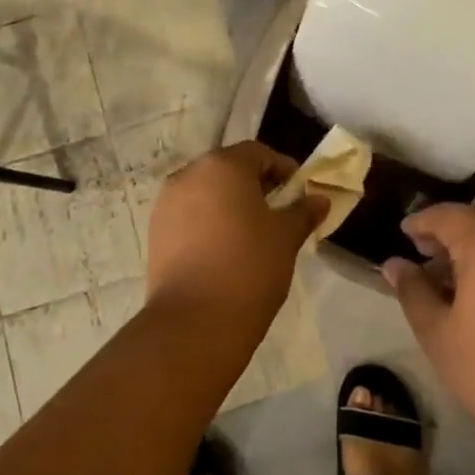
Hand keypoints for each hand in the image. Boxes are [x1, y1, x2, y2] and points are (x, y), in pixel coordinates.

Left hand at [146, 141, 328, 333]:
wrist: (194, 321)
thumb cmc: (249, 266)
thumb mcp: (286, 237)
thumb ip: (303, 212)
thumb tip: (319, 199)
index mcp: (222, 165)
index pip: (258, 153)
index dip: (282, 168)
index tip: (299, 193)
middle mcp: (188, 175)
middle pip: (228, 169)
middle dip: (254, 186)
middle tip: (277, 213)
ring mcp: (166, 204)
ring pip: (205, 193)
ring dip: (228, 204)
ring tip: (250, 234)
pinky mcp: (155, 233)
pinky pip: (188, 216)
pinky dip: (207, 223)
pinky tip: (224, 251)